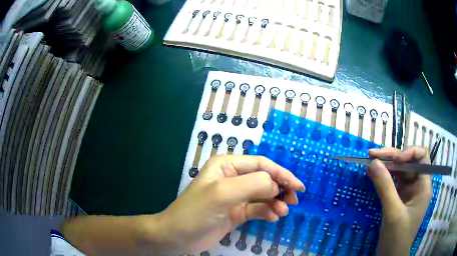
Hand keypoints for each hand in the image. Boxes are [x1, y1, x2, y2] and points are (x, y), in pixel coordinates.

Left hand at [154, 155, 304, 253]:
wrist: (178, 237)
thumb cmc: (196, 212)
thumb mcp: (223, 194)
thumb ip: (252, 184)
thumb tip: (276, 184)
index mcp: (227, 166)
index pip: (261, 165)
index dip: (281, 174)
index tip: (298, 186)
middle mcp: (232, 179)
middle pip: (264, 179)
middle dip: (280, 189)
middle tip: (293, 201)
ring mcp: (235, 197)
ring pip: (263, 196)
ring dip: (275, 202)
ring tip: (283, 212)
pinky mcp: (236, 213)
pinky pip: (257, 209)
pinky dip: (267, 212)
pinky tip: (273, 218)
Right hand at [368, 147, 431, 255]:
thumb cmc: (397, 237)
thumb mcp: (393, 212)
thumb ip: (385, 187)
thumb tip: (373, 162)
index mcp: (423, 186)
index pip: (422, 158)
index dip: (409, 152)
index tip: (394, 159)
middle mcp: (417, 185)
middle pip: (408, 162)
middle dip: (393, 156)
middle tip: (373, 154)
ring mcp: (408, 192)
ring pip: (400, 170)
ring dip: (387, 164)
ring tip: (371, 160)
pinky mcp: (398, 198)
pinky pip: (393, 181)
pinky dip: (384, 176)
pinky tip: (374, 173)